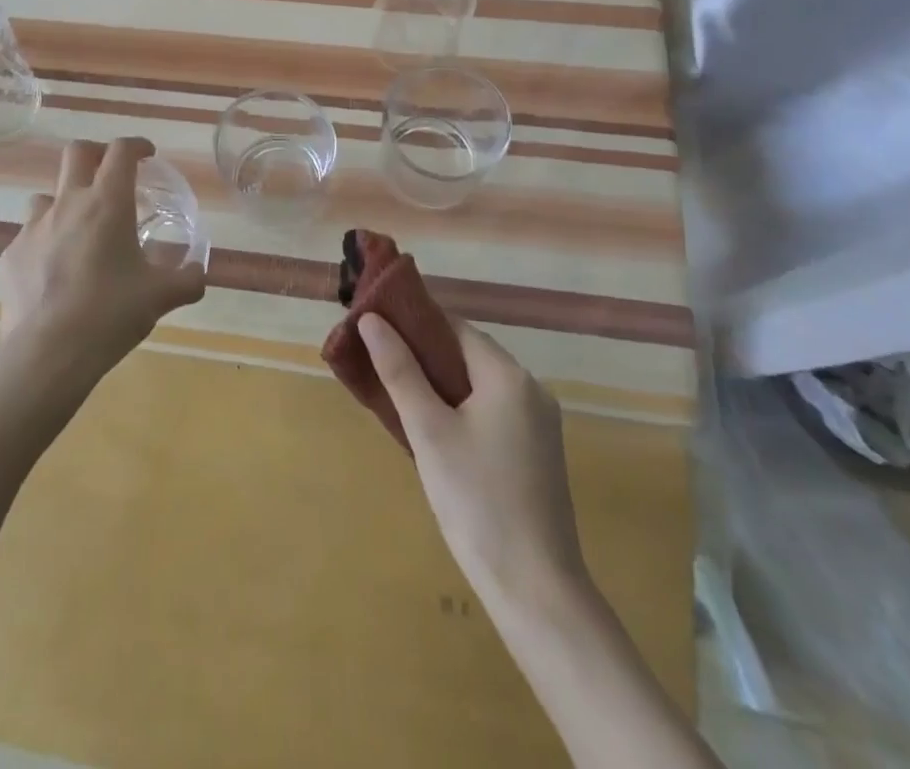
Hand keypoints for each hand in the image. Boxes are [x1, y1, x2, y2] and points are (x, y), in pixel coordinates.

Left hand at [0, 137, 206, 389]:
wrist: (46, 353)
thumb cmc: (110, 314)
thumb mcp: (160, 297)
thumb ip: (187, 280)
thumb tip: (199, 273)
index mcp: (107, 204)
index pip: (121, 151)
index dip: (136, 145)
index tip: (147, 155)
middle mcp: (67, 204)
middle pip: (77, 153)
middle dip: (97, 153)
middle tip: (111, 174)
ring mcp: (33, 227)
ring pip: (48, 194)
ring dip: (66, 201)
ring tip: (80, 228)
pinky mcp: (11, 254)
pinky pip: (30, 235)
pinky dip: (46, 241)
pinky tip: (55, 270)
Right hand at [359, 314, 588, 609]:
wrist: (536, 590)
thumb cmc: (477, 500)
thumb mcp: (428, 431)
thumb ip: (399, 370)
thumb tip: (371, 320)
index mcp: (508, 376)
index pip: (454, 327)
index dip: (414, 322)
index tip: (376, 329)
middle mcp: (531, 390)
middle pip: (468, 354)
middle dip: (423, 355)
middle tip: (379, 365)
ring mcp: (539, 424)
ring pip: (478, 385)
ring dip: (440, 383)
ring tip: (397, 395)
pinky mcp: (537, 453)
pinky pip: (492, 411)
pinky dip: (461, 408)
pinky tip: (434, 430)